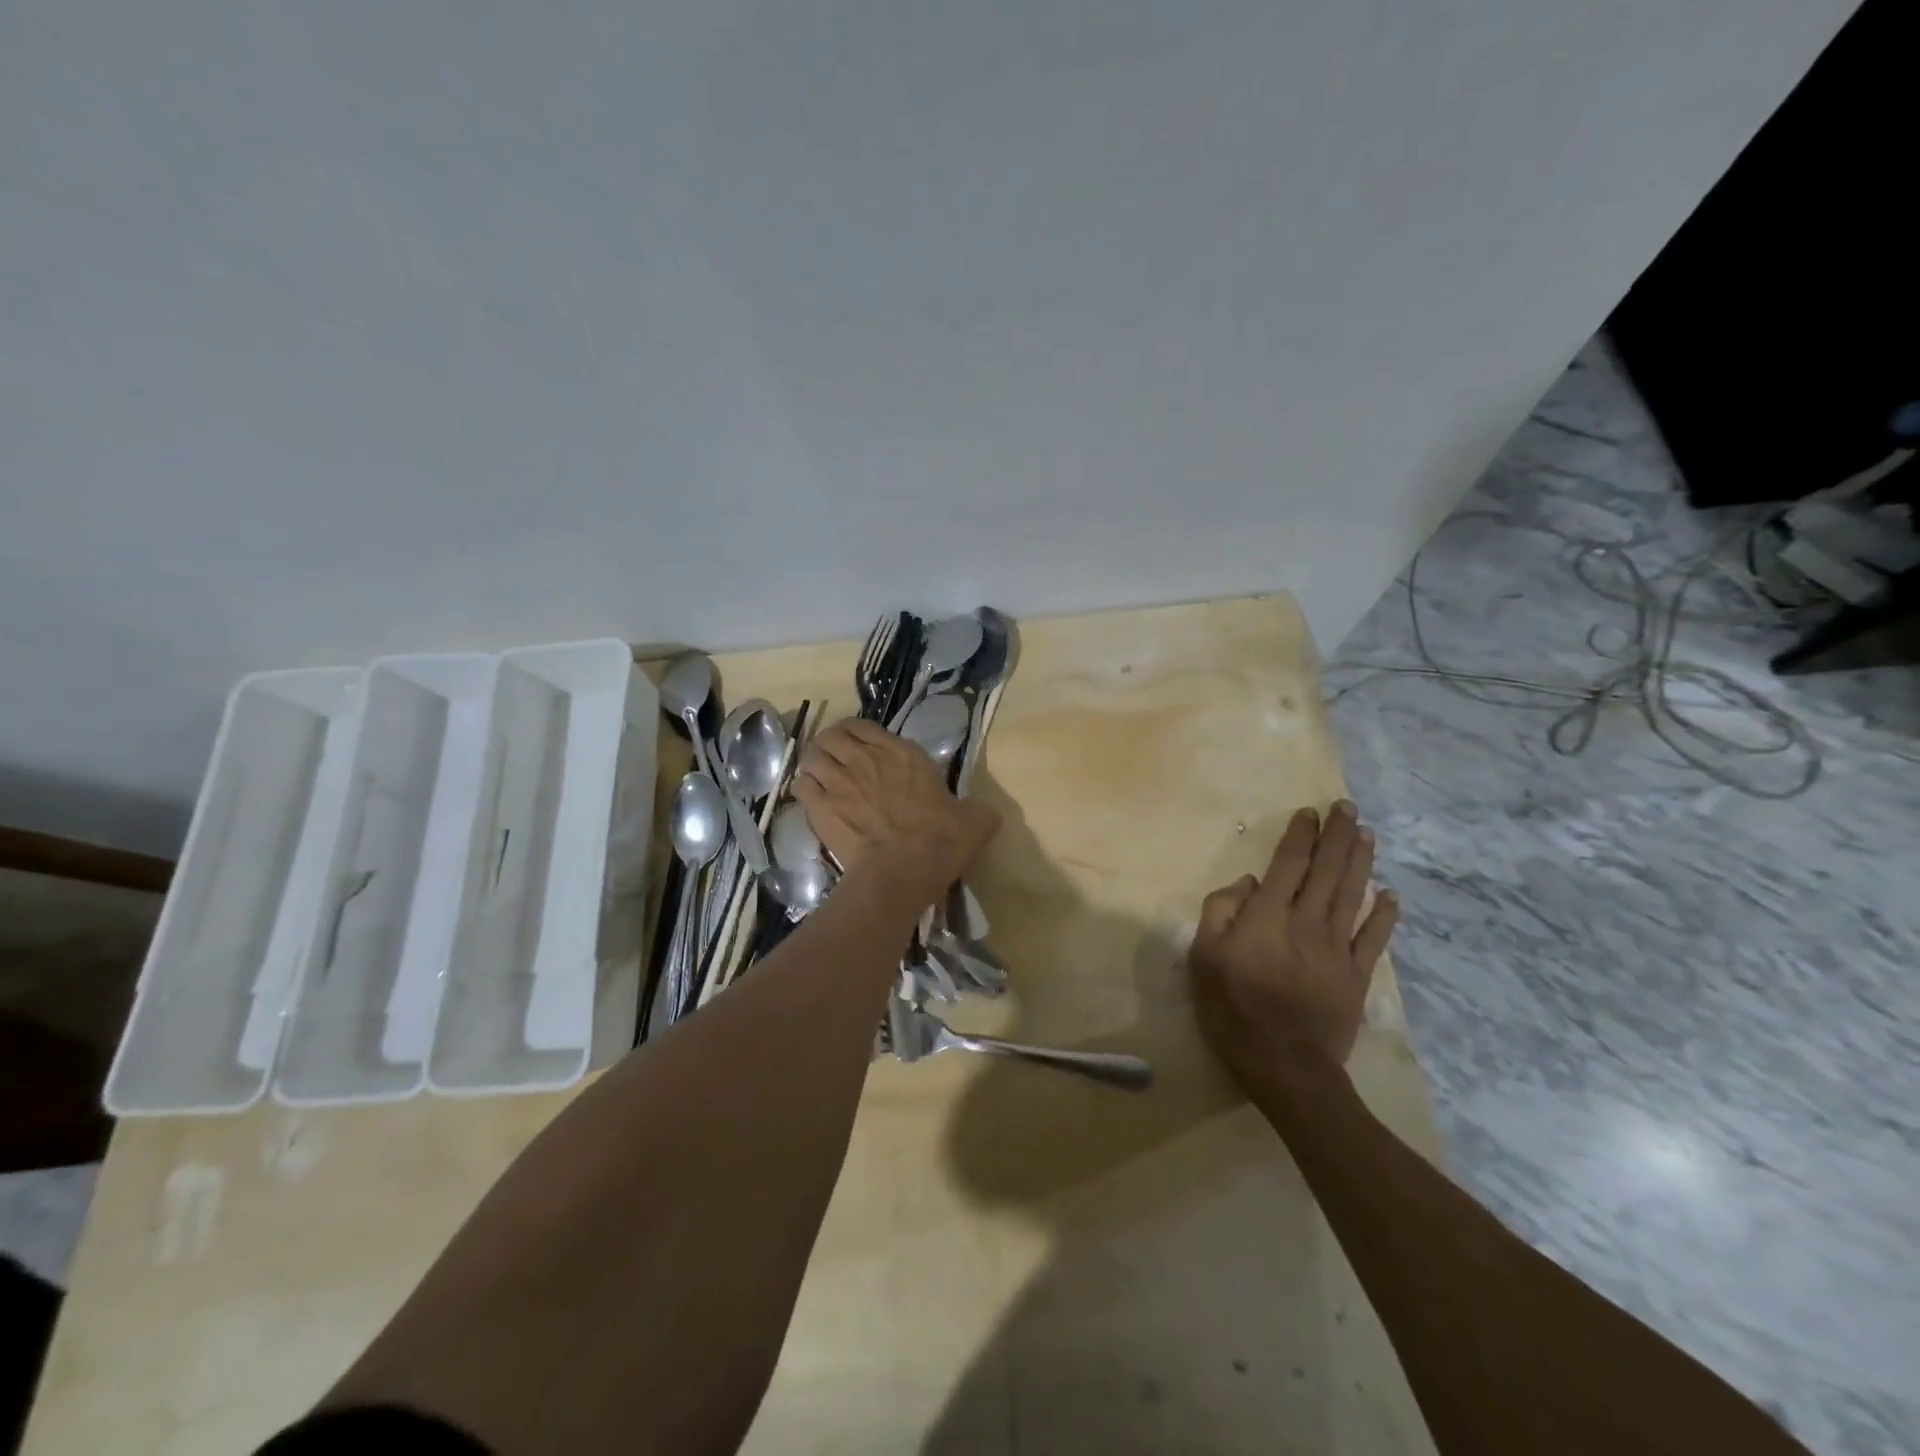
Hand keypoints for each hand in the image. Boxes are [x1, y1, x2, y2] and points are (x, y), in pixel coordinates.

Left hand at [793, 719, 999, 904]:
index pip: (864, 726)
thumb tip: (981, 812)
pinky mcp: (819, 806)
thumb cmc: (940, 841)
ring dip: (814, 763)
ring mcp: (838, 781)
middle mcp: (865, 758)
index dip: (856, 732)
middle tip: (835, 759)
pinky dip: (804, 787)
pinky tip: (811, 797)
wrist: (902, 871)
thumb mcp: (976, 820)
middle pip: (831, 735)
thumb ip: (977, 809)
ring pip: (811, 756)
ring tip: (820, 776)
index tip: (859, 746)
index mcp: (902, 753)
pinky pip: (800, 784)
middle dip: (829, 744)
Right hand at [1189, 801, 1398, 1084]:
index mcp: (1269, 916)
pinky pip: (1375, 939)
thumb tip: (1248, 883)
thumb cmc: (1234, 1009)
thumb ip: (1221, 912)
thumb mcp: (1204, 957)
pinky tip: (1392, 895)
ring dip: (1362, 862)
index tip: (1309, 812)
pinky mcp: (1357, 976)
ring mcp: (1338, 949)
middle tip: (1347, 807)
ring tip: (1367, 834)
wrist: (1286, 1066)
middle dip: (1337, 836)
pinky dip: (1385, 915)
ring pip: (1354, 895)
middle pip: (1327, 871)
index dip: (1300, 836)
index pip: (1289, 864)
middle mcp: (1308, 922)